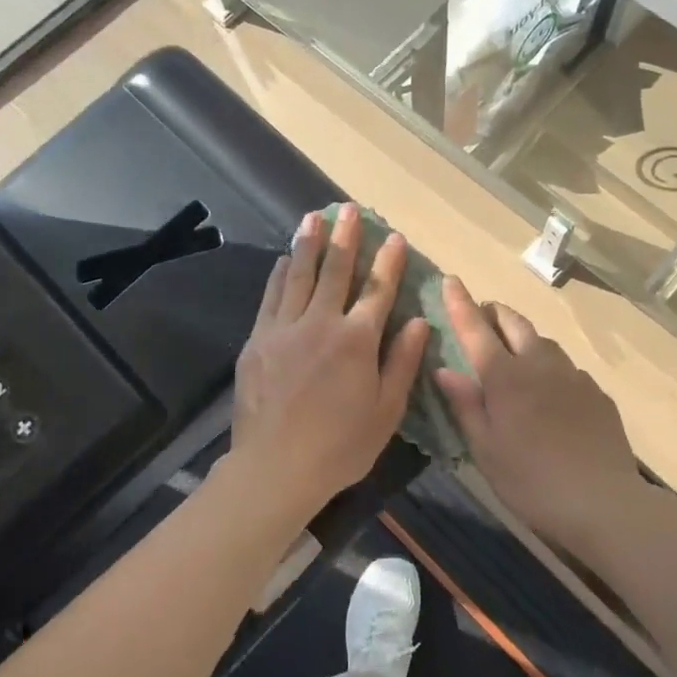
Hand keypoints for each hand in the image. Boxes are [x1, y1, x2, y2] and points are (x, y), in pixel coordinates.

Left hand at [229, 205, 430, 523]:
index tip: (393, 235)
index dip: (388, 261)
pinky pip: (271, 296)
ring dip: (308, 243)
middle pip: (335, 271)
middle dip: (345, 237)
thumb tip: (419, 321)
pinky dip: (280, 274)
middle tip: (348, 208)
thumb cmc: (339, 446)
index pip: (377, 289)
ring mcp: (283, 329)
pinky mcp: (257, 340)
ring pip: (298, 275)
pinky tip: (284, 259)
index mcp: (356, 340)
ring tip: (314, 217)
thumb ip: (402, 362)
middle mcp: (320, 323)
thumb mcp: (386, 411)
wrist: (275, 467)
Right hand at [435, 277, 644, 562]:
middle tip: (481, 315)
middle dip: (494, 311)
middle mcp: (539, 365)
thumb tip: (443, 369)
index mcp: (505, 378)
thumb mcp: (486, 450)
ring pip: (543, 341)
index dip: (461, 303)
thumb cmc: (532, 481)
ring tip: (513, 351)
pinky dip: (548, 364)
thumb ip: (465, 405)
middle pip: (515, 323)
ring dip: (523, 336)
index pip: (476, 329)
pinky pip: (566, 367)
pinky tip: (549, 389)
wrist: (604, 502)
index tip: (451, 280)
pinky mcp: (596, 393)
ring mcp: (573, 376)